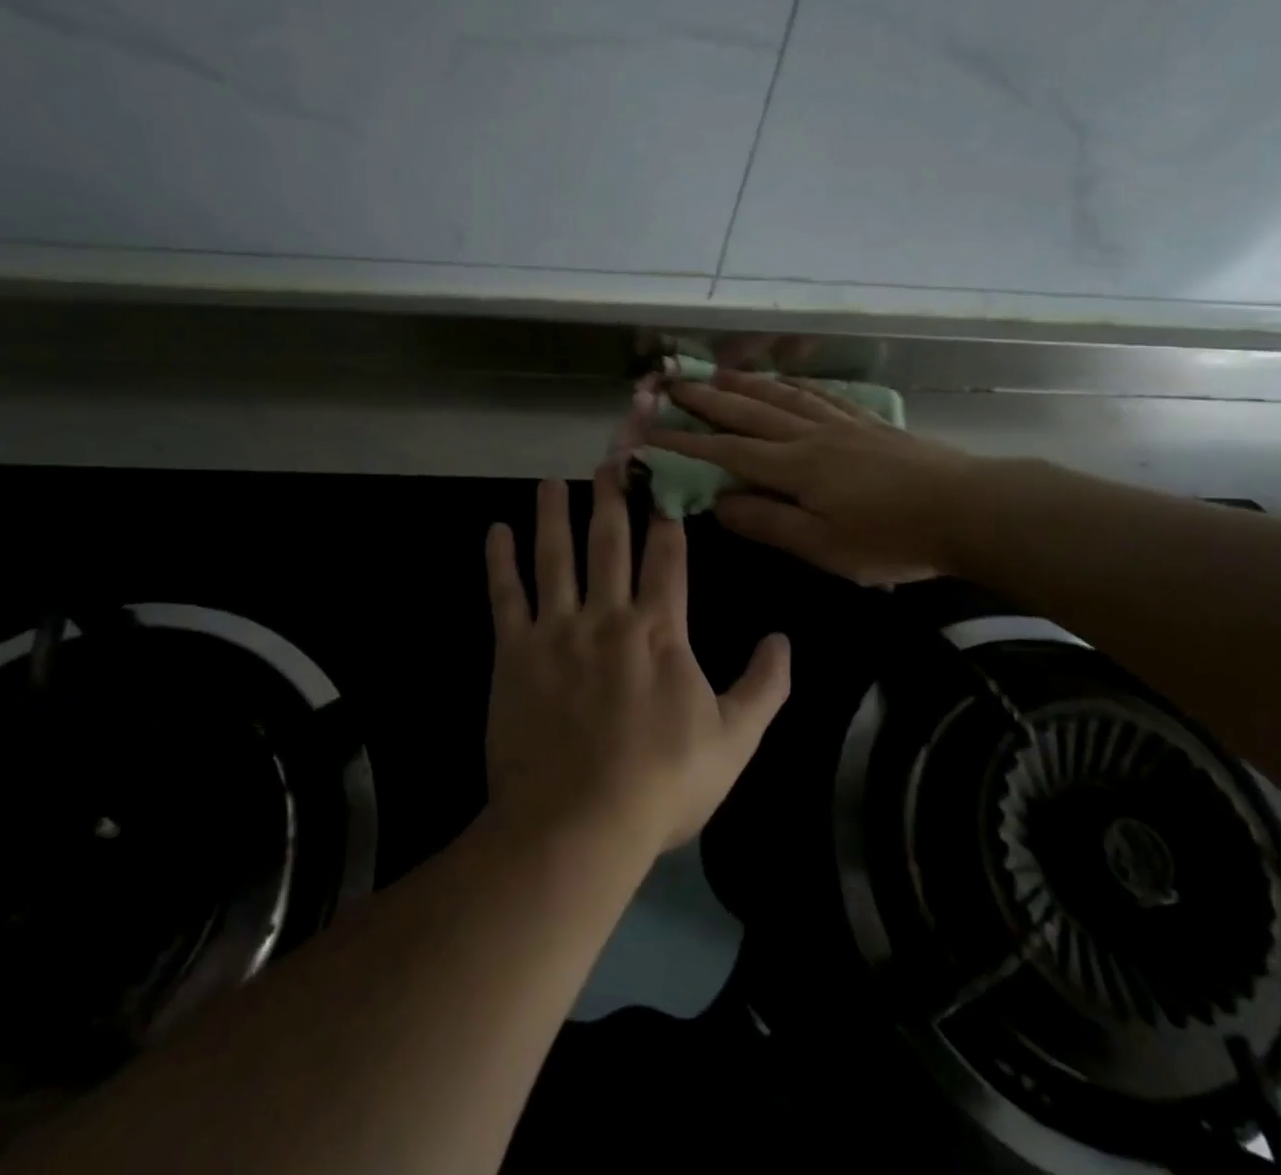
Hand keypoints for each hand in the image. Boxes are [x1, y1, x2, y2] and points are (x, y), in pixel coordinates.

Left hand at [484, 468, 789, 854]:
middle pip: (610, 541)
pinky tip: (495, 532)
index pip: (667, 556)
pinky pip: (505, 595)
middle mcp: (609, 615)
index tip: (664, 481)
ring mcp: (557, 629)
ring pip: (555, 555)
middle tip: (609, 458)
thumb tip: (785, 640)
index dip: (667, 515)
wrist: (578, 823)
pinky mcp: (514, 652)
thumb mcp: (734, 742)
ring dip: (554, 514)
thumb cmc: (661, 784)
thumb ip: (764, 687)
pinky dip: (499, 561)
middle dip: (612, 496)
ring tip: (551, 481)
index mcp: (660, 630)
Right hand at [647, 369, 973, 585]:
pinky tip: (786, 381)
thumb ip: (768, 522)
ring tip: (716, 373)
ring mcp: (841, 424)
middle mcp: (810, 436)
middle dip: (706, 399)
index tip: (651, 431)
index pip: (726, 451)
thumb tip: (718, 503)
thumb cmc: (890, 538)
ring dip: (744, 383)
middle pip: (749, 411)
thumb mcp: (823, 546)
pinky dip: (795, 385)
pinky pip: (822, 395)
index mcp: (794, 467)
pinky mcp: (868, 423)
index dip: (686, 442)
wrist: (968, 509)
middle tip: (672, 383)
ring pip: (782, 396)